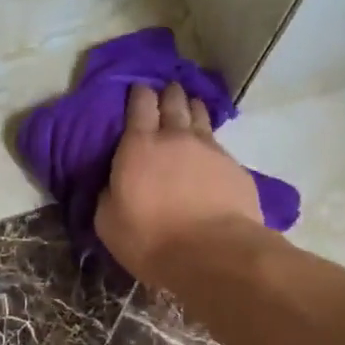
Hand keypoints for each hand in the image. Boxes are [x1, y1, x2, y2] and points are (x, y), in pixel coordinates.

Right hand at [95, 83, 263, 283]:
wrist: (212, 254)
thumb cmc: (150, 239)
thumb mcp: (109, 222)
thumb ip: (108, 195)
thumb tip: (112, 185)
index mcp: (139, 146)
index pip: (140, 105)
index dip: (139, 94)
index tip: (139, 89)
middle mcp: (176, 138)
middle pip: (174, 102)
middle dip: (169, 94)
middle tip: (168, 90)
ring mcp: (211, 150)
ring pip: (201, 117)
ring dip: (194, 109)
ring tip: (192, 106)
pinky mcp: (236, 169)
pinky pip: (220, 147)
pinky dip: (212, 144)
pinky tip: (211, 153)